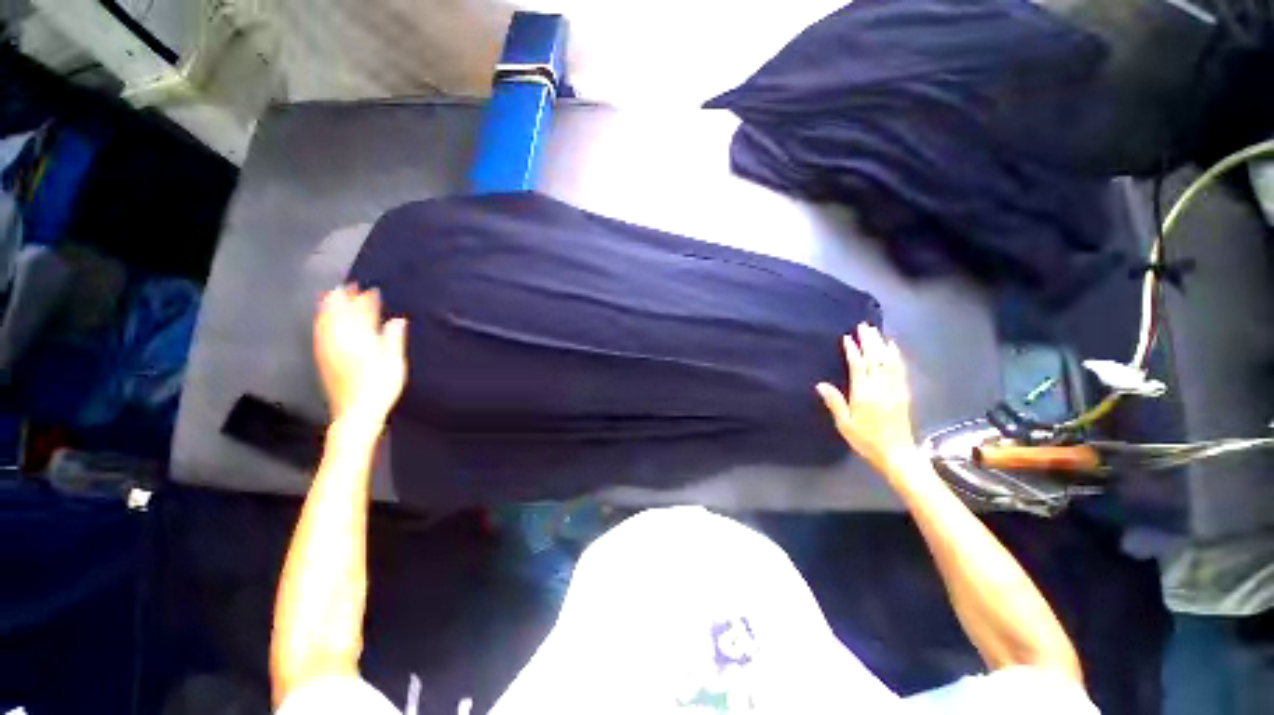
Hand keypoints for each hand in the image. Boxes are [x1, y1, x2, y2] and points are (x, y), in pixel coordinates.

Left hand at [314, 285, 406, 422]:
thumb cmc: (381, 387)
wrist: (356, 412)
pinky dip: (321, 321)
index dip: (366, 301)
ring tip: (333, 295)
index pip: (361, 314)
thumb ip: (394, 339)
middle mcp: (339, 341)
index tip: (372, 290)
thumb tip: (397, 320)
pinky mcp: (323, 359)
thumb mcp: (394, 362)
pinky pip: (319, 333)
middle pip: (338, 314)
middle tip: (348, 285)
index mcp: (359, 340)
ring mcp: (328, 350)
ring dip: (329, 307)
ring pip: (325, 322)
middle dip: (343, 298)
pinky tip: (323, 320)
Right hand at [816, 323, 916, 475]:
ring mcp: (895, 388)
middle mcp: (881, 387)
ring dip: (882, 344)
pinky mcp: (904, 392)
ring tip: (876, 331)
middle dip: (869, 341)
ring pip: (889, 361)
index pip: (858, 366)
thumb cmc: (866, 440)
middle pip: (875, 358)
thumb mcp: (845, 424)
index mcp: (864, 394)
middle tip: (863, 325)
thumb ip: (834, 402)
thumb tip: (820, 384)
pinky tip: (893, 348)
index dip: (853, 350)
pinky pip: (900, 369)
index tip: (848, 337)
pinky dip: (896, 355)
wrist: (897, 454)